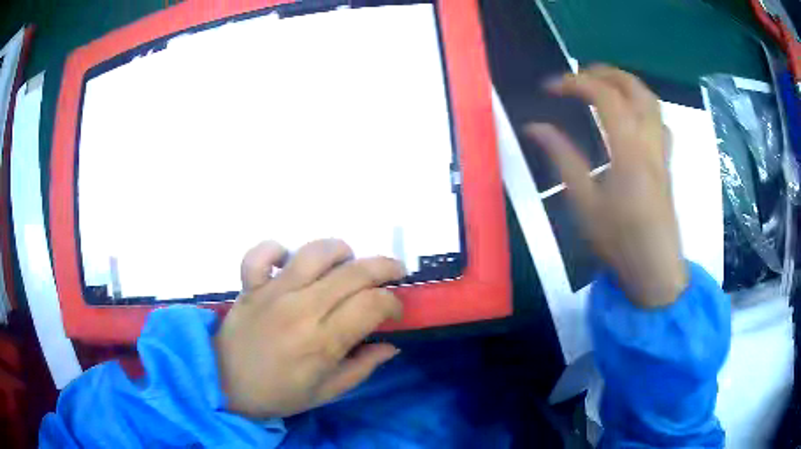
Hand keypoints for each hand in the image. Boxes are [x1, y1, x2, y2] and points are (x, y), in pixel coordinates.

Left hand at [215, 239, 405, 417]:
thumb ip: (362, 368)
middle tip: (393, 272)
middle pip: (353, 273)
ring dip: (340, 251)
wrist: (225, 384)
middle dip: (383, 267)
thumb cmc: (279, 394)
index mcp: (323, 342)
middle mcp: (301, 310)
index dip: (392, 302)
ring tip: (348, 262)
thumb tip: (391, 346)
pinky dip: (277, 249)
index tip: (394, 310)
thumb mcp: (327, 392)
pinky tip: (288, 262)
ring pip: (314, 253)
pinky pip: (261, 253)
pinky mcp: (250, 285)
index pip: (371, 305)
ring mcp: (273, 293)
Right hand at [526, 65, 686, 307]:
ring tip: (603, 84)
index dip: (575, 83)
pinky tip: (631, 114)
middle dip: (605, 72)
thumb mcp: (584, 203)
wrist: (655, 270)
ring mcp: (662, 151)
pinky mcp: (666, 162)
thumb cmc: (619, 241)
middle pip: (635, 88)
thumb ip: (562, 158)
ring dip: (627, 83)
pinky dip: (643, 105)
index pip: (604, 97)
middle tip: (579, 74)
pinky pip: (659, 120)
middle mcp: (650, 141)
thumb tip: (535, 127)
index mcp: (629, 150)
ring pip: (652, 101)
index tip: (550, 87)